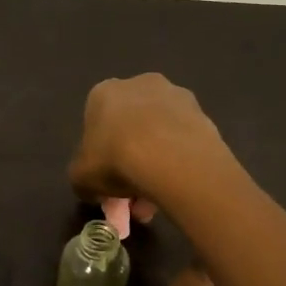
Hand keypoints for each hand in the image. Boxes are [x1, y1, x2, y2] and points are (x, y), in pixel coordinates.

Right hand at [69, 76, 228, 219]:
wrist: (171, 158)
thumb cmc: (114, 159)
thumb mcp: (81, 178)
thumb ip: (83, 179)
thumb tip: (93, 188)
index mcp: (104, 92)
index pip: (97, 123)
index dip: (100, 155)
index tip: (106, 180)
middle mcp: (139, 84)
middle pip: (131, 127)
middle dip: (130, 161)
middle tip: (133, 196)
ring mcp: (176, 96)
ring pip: (160, 134)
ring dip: (157, 164)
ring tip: (157, 201)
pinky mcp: (203, 113)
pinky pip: (184, 141)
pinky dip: (179, 162)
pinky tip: (177, 188)